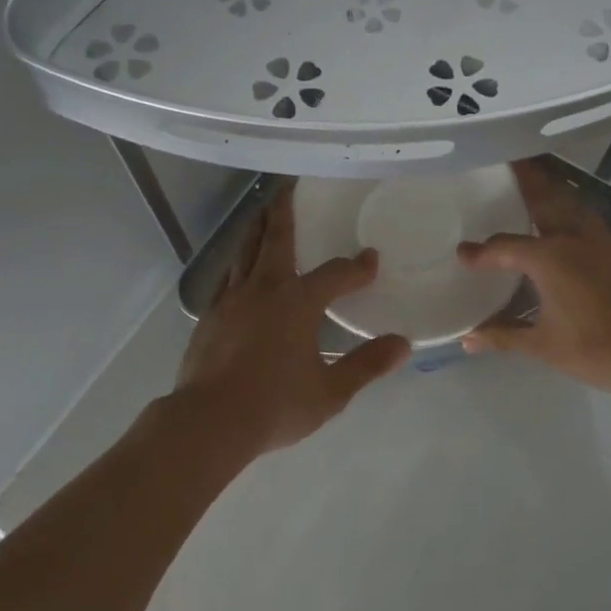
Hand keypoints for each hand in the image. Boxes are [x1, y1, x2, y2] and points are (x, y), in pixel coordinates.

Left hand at [177, 188, 410, 454]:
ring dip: (257, 229)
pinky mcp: (209, 316)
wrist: (208, 422)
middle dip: (284, 212)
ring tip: (262, 213)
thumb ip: (366, 365)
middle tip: (287, 188)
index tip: (371, 259)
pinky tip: (238, 268)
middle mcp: (264, 289)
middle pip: (276, 239)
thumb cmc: (275, 405)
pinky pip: (228, 277)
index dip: (356, 267)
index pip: (335, 274)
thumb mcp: (330, 391)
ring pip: (245, 251)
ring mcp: (232, 299)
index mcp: (297, 302)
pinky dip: (238, 263)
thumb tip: (402, 345)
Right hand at [457, 159, 610, 398]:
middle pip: (543, 198)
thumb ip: (504, 335)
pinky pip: (587, 219)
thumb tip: (467, 338)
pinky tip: (565, 223)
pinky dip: (570, 209)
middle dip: (525, 178)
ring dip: (550, 190)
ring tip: (534, 181)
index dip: (480, 253)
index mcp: (548, 258)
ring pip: (569, 204)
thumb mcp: (545, 346)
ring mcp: (601, 241)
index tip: (462, 254)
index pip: (504, 248)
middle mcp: (572, 238)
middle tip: (509, 158)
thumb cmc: (600, 349)